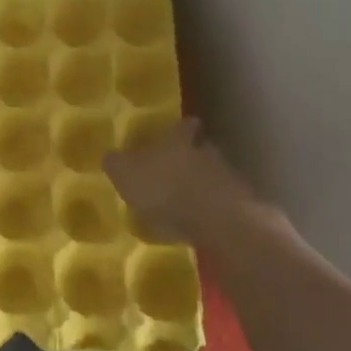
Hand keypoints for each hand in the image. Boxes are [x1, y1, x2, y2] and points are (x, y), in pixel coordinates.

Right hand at [103, 118, 268, 248]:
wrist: (217, 220)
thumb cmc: (164, 188)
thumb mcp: (126, 174)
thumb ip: (116, 164)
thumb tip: (109, 156)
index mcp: (177, 140)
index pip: (182, 126)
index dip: (181, 128)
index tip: (183, 128)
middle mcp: (205, 152)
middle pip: (201, 148)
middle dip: (191, 158)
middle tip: (177, 170)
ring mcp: (227, 178)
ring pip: (213, 175)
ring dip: (202, 185)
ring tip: (187, 202)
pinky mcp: (241, 206)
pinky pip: (222, 202)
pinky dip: (212, 209)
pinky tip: (200, 223)